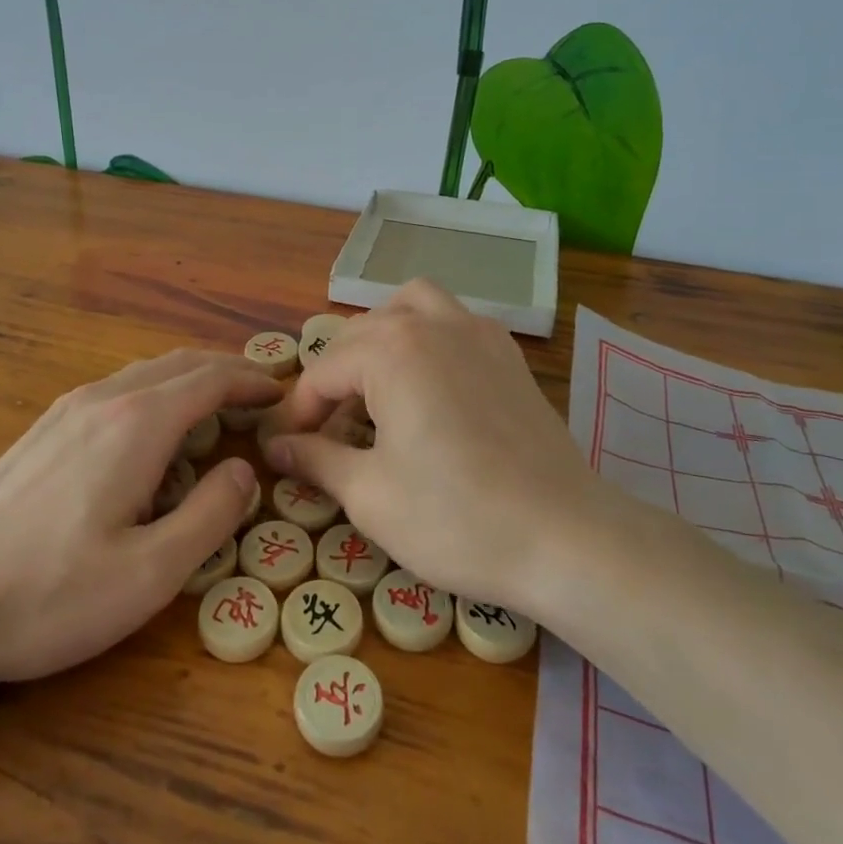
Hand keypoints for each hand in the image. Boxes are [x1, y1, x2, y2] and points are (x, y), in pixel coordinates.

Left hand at [0, 349, 280, 691]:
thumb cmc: (48, 594)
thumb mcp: (149, 573)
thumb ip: (210, 516)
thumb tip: (243, 470)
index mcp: (137, 424)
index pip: (210, 379)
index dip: (250, 380)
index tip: (281, 391)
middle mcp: (104, 399)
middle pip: (179, 364)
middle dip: (225, 371)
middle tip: (259, 393)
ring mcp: (67, 409)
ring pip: (145, 373)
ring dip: (189, 379)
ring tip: (216, 407)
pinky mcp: (43, 429)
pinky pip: (117, 389)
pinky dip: (156, 392)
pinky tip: (153, 431)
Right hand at [263, 279, 597, 614]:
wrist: (566, 537)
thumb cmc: (456, 518)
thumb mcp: (370, 495)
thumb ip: (316, 459)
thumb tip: (276, 445)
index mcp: (391, 350)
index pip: (323, 370)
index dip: (300, 412)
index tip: (288, 450)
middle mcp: (432, 324)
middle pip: (361, 334)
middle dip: (335, 378)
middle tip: (326, 432)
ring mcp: (478, 332)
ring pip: (411, 306)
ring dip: (382, 336)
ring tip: (375, 385)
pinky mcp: (508, 354)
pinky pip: (454, 321)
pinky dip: (427, 337)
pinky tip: (429, 386)